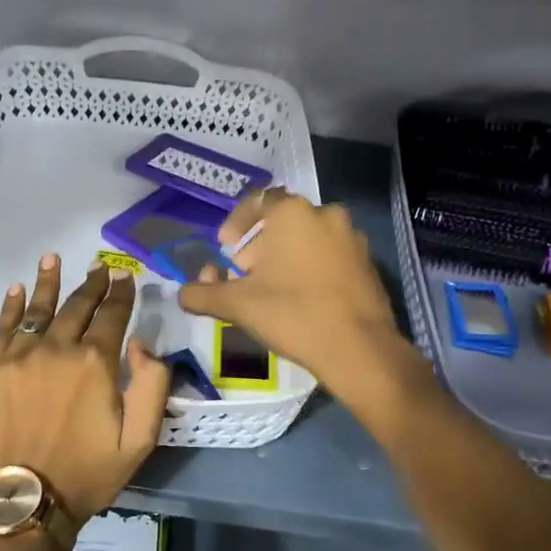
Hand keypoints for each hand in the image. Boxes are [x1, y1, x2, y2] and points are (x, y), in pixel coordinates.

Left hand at [0, 255, 171, 527]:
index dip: (121, 294)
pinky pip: (1, 329)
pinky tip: (17, 290)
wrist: (26, 503)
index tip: (125, 277)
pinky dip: (11, 307)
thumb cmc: (89, 472)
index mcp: (94, 363)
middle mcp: (55, 349)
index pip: (112, 316)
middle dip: (92, 284)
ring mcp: (17, 357)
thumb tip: (139, 342)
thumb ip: (152, 385)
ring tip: (54, 259)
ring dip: (48, 282)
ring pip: (37, 309)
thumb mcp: (141, 439)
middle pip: (76, 306)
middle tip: (100, 268)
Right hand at [177, 188, 408, 397]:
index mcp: (293, 213)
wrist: (358, 349)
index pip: (258, 201)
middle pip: (283, 222)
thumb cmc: (292, 314)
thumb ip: (203, 294)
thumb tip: (182, 294)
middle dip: (259, 245)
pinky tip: (303, 299)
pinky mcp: (369, 264)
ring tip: (272, 290)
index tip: (227, 249)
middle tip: (245, 275)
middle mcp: (326, 215)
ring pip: (309, 239)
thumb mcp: (237, 305)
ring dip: (286, 257)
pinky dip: (312, 268)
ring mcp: (352, 238)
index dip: (237, 223)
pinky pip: (331, 256)